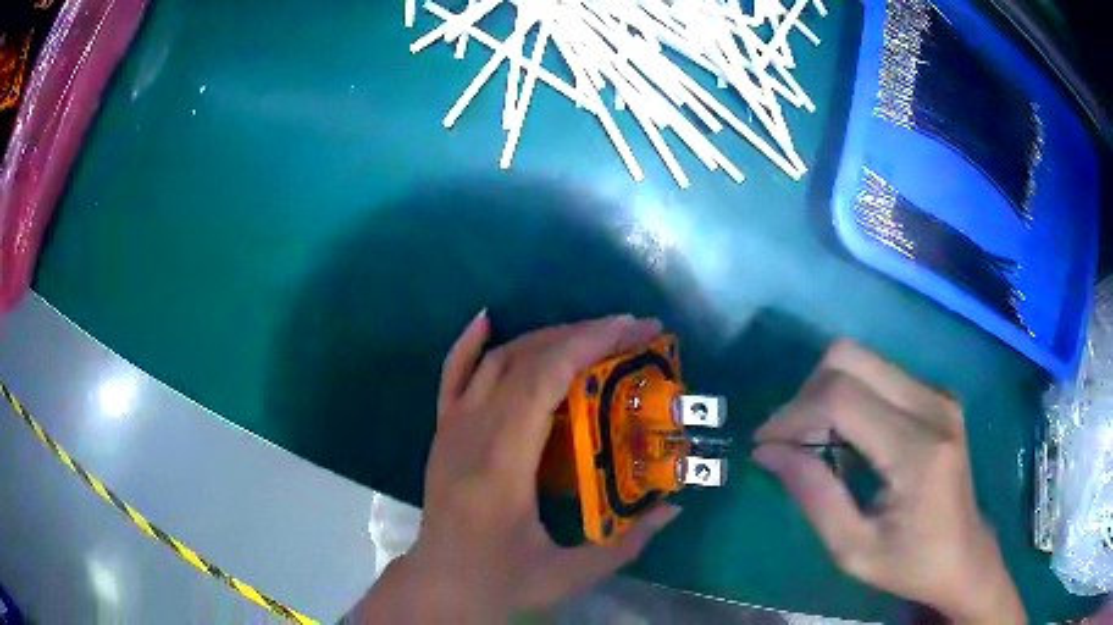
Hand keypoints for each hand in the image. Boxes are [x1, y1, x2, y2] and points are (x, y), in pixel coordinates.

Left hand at [351, 313, 679, 622]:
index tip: (635, 330)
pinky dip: (469, 344)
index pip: (544, 382)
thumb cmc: (500, 582)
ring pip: (496, 362)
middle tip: (631, 329)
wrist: (438, 585)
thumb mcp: (569, 575)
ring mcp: (451, 429)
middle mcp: (471, 434)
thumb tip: (675, 507)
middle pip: (526, 361)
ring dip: (545, 337)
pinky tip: (489, 320)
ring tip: (592, 333)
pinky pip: (451, 376)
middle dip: (583, 335)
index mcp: (502, 466)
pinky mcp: (442, 432)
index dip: (590, 346)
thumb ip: (627, 543)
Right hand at [752, 341, 1024, 623]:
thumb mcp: (852, 550)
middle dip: (807, 393)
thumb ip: (812, 495)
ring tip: (814, 441)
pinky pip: (880, 373)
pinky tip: (846, 436)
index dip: (792, 414)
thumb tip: (767, 451)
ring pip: (863, 359)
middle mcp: (933, 406)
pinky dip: (850, 395)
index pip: (843, 399)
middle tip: (790, 440)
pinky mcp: (938, 396)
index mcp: (918, 451)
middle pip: (851, 358)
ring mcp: (939, 395)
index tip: (764, 444)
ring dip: (827, 392)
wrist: (963, 554)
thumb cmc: (909, 564)